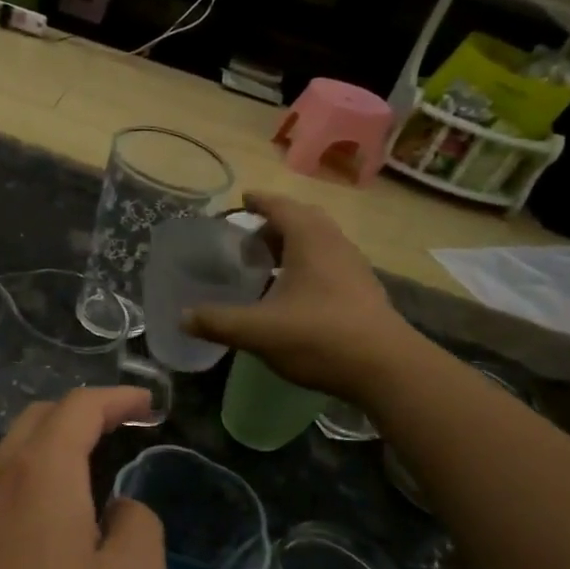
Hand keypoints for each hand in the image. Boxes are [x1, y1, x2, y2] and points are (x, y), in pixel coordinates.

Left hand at [0, 388, 166, 568]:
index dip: (118, 398)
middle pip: (38, 420)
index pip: (80, 407)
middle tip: (121, 431)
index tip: (149, 405)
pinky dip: (27, 484)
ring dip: (51, 450)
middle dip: (82, 415)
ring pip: (9, 456)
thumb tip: (116, 510)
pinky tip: (44, 527)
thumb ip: (138, 527)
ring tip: (87, 477)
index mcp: (40, 472)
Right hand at [184, 193, 420, 399]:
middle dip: (274, 224)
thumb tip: (182, 317)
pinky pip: (329, 264)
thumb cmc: (320, 337)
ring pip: (318, 243)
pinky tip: (292, 294)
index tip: (241, 200)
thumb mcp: (259, 330)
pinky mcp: (363, 291)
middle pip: (302, 220)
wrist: (386, 368)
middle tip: (248, 239)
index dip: (259, 201)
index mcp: (310, 240)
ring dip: (292, 246)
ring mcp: (354, 267)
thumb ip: (218, 321)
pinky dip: (306, 266)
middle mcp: (335, 244)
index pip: (280, 206)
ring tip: (266, 266)